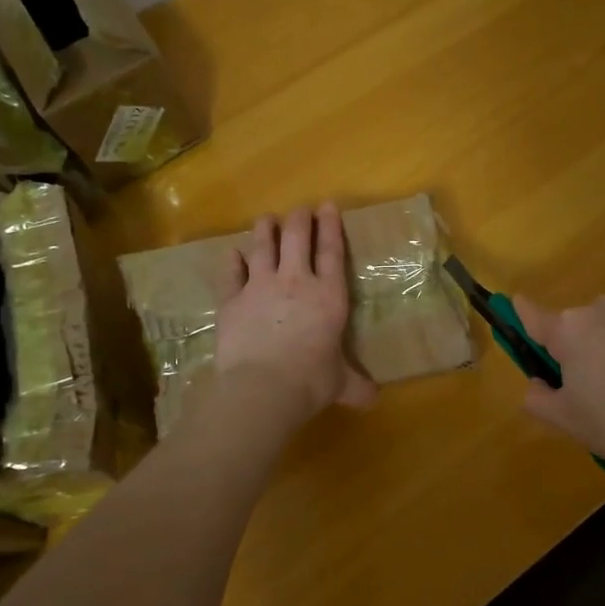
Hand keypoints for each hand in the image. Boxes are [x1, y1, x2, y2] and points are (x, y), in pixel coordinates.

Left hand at [214, 204, 377, 425]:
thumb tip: (374, 399)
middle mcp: (295, 281)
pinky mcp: (232, 300)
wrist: (264, 386)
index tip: (327, 205)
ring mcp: (260, 286)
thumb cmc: (311, 380)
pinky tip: (232, 253)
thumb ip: (356, 385)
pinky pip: (231, 273)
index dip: (330, 225)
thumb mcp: (340, 383)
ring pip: (262, 247)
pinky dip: (231, 262)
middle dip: (299, 219)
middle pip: (296, 237)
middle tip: (300, 209)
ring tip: (265, 219)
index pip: (331, 251)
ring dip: (264, 230)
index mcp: (328, 295)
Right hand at [513, 295, 604, 473]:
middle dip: (586, 343)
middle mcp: (601, 308)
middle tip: (599, 380)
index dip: (525, 313)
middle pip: (583, 322)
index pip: (535, 316)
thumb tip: (534, 384)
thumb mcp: (566, 421)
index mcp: (568, 331)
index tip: (519, 304)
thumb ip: (538, 398)